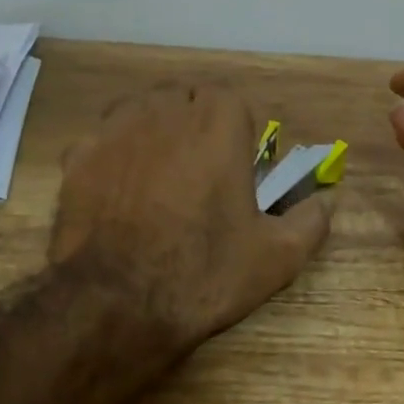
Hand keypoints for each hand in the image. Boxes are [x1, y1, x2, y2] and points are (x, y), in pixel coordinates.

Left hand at [51, 83, 333, 347]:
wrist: (117, 304)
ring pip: (138, 112)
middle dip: (194, 126)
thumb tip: (327, 201)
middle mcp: (163, 111)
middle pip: (183, 99)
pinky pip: (101, 143)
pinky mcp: (76, 158)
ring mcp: (113, 131)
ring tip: (159, 179)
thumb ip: (310, 221)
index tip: (238, 167)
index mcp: (217, 123)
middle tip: (201, 174)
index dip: (237, 131)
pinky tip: (119, 197)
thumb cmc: (205, 273)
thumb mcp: (277, 258)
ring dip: (153, 134)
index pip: (231, 100)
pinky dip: (113, 160)